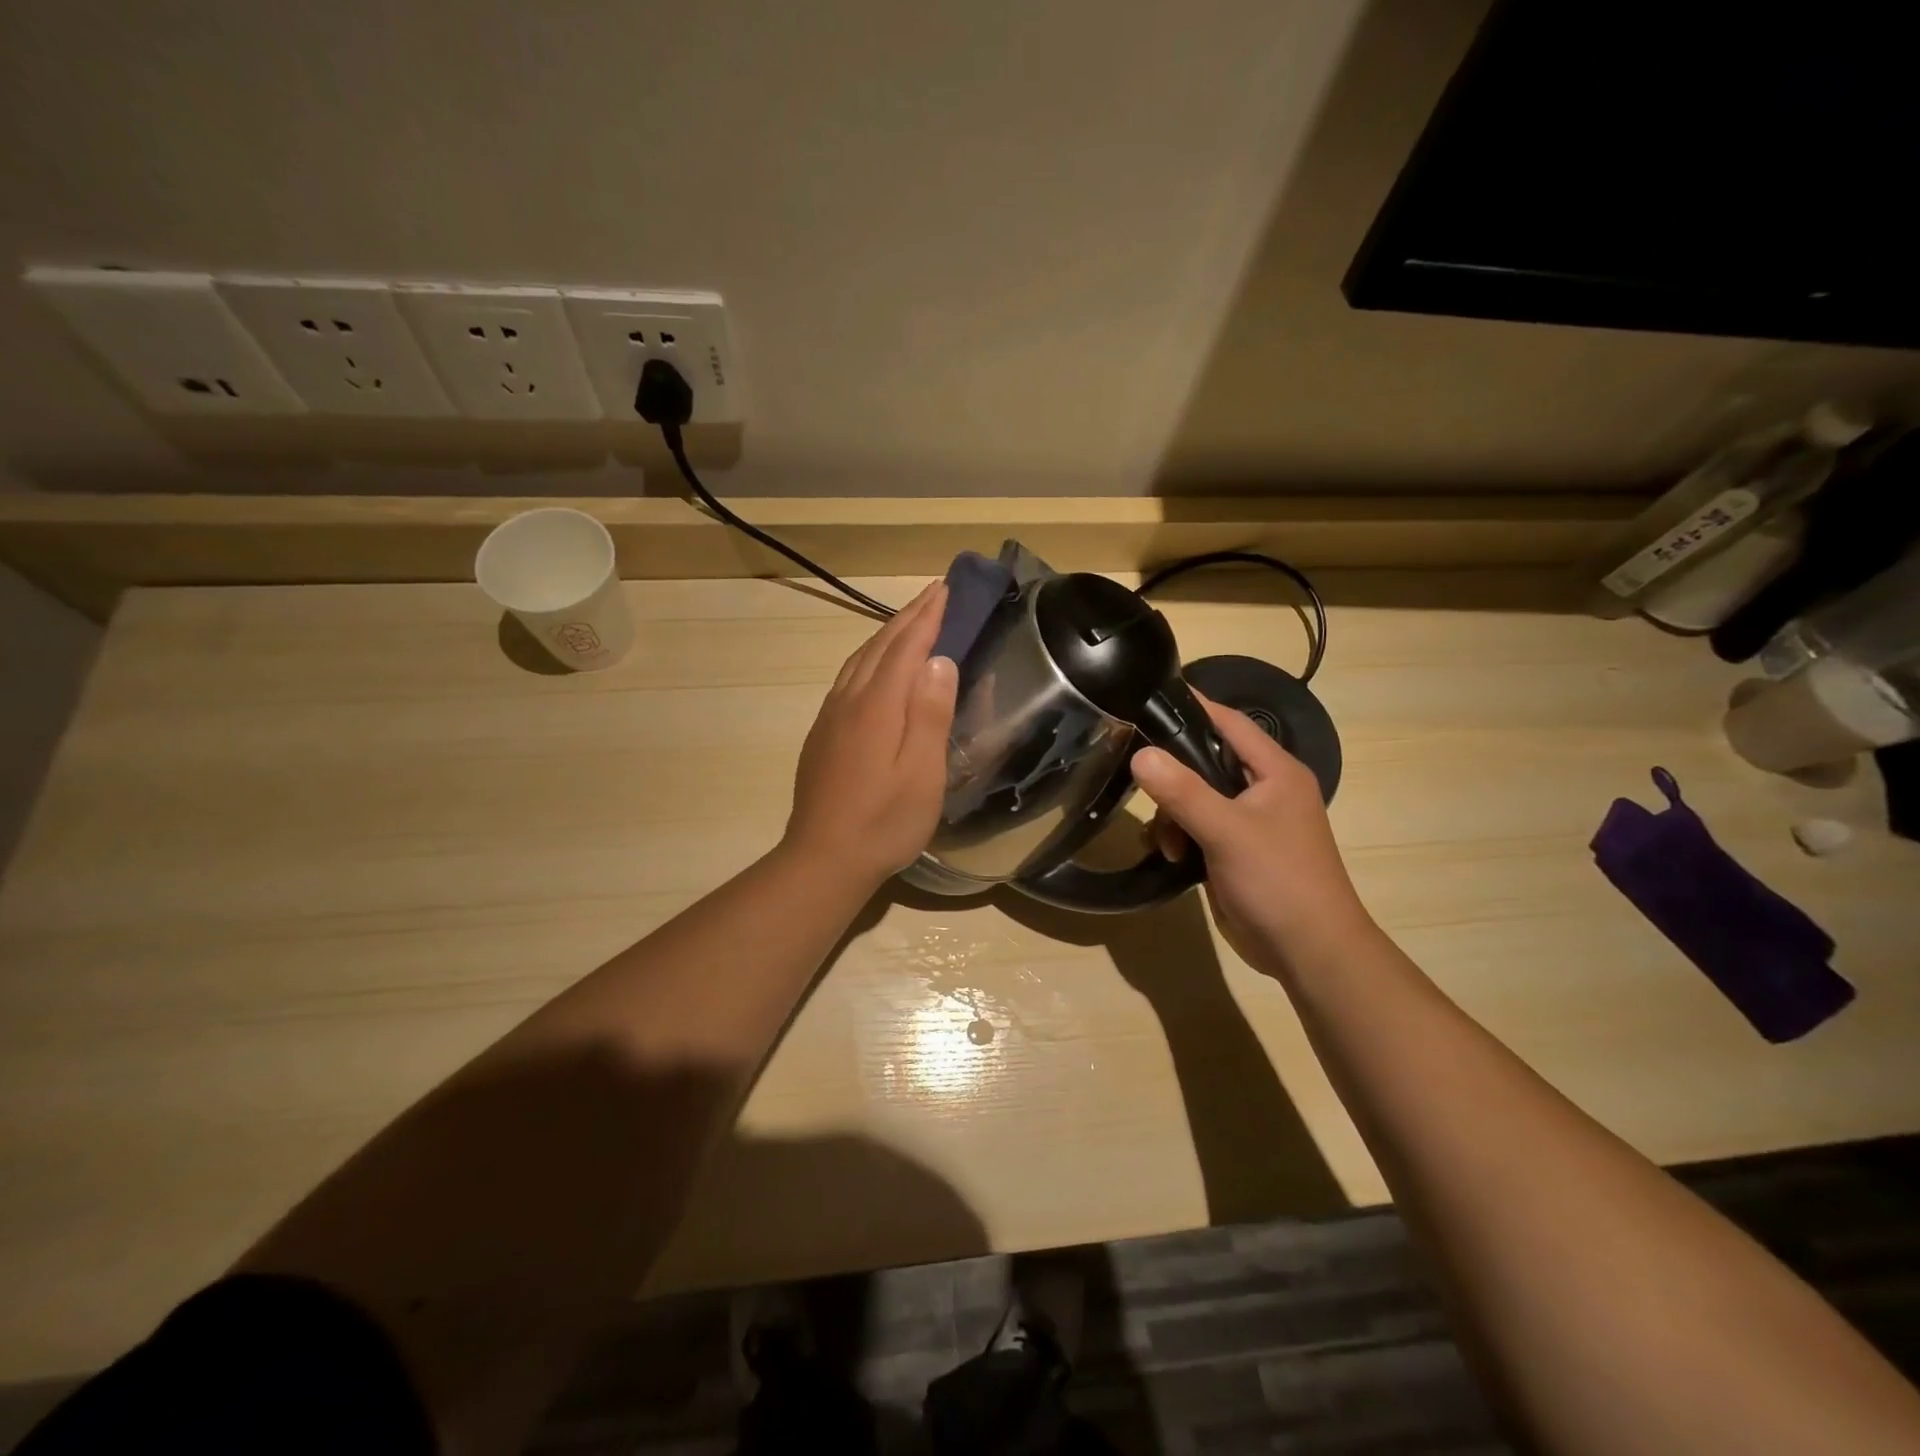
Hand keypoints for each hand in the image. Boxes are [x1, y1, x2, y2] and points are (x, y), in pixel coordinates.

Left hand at [783, 582, 957, 889]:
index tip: (945, 589)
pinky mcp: (822, 734)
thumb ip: (929, 713)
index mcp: (877, 706)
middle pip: (880, 646)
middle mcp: (849, 701)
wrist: (823, 858)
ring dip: (886, 634)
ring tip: (909, 621)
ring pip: (859, 660)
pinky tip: (874, 667)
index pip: (906, 648)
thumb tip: (939, 660)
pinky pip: (848, 678)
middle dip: (908, 617)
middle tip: (933, 594)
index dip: (927, 617)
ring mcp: (831, 716)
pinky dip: (868, 658)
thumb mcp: (922, 773)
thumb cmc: (884, 821)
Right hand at [1130, 694, 1370, 974]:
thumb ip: (1183, 791)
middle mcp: (1264, 789)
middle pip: (1205, 761)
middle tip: (1140, 780)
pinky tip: (1171, 857)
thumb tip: (1140, 755)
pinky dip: (1180, 837)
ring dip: (1173, 815)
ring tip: (1168, 842)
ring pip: (1195, 798)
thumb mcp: (1227, 831)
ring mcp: (1249, 822)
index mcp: (1275, 771)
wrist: (1309, 952)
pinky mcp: (1235, 851)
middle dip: (1173, 775)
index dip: (1194, 706)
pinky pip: (1197, 828)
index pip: (1230, 722)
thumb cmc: (1278, 880)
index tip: (1149, 694)